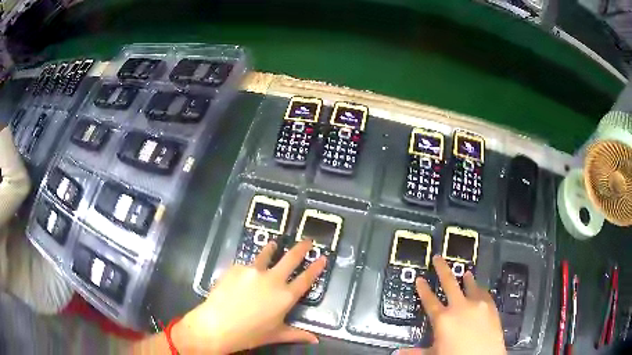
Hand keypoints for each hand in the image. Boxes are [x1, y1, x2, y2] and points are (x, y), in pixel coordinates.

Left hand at [172, 239, 326, 353]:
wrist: (217, 325)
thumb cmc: (250, 334)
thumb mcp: (276, 335)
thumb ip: (298, 334)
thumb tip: (316, 340)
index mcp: (285, 296)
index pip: (306, 279)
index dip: (316, 267)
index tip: (322, 257)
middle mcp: (272, 279)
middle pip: (291, 258)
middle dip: (301, 247)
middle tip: (307, 240)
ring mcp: (253, 270)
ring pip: (266, 254)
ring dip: (272, 248)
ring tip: (273, 245)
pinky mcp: (236, 267)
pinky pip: (246, 265)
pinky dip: (249, 268)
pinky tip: (243, 275)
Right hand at [397, 255, 505, 354]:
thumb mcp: (434, 354)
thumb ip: (416, 351)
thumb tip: (397, 352)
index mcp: (442, 319)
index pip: (429, 301)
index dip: (423, 289)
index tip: (420, 279)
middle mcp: (459, 307)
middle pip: (449, 283)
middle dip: (442, 269)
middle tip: (438, 257)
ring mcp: (477, 304)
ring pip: (470, 285)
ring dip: (466, 278)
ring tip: (465, 272)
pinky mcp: (490, 306)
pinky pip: (484, 293)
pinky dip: (480, 289)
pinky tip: (479, 288)